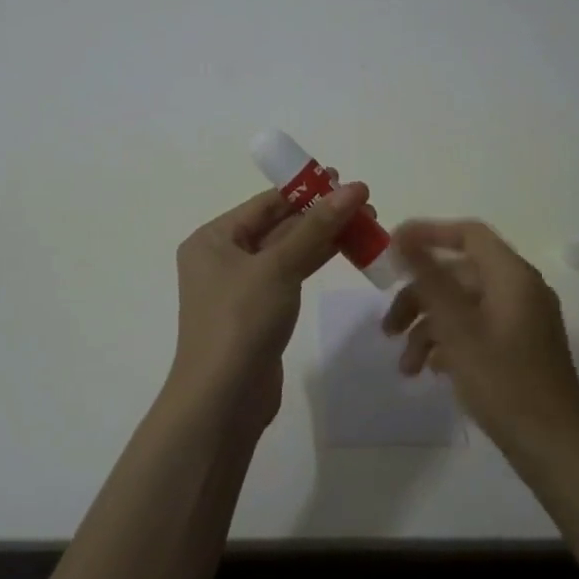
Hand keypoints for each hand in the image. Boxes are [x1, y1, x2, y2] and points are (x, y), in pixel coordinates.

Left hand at [165, 181, 371, 430]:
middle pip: (277, 225)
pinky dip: (314, 262)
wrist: (223, 398)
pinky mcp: (258, 311)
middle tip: (364, 205)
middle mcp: (222, 257)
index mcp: (213, 239)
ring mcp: (240, 286)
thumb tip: (352, 189)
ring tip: (366, 224)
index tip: (345, 179)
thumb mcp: (278, 268)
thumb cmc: (241, 320)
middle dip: (320, 214)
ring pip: (287, 251)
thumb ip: (316, 228)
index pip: (264, 203)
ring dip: (322, 237)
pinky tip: (345, 251)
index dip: (306, 189)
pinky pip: (289, 276)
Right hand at [382, 219, 578, 457]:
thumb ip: (429, 278)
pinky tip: (430, 371)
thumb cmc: (504, 382)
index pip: (468, 234)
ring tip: (405, 367)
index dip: (428, 234)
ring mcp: (521, 320)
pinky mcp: (519, 348)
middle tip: (387, 328)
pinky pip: (476, 329)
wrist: (555, 449)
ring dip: (428, 328)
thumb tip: (403, 238)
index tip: (390, 249)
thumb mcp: (457, 328)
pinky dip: (449, 343)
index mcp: (512, 276)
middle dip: (418, 297)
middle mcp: (520, 290)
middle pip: (459, 274)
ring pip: (463, 306)